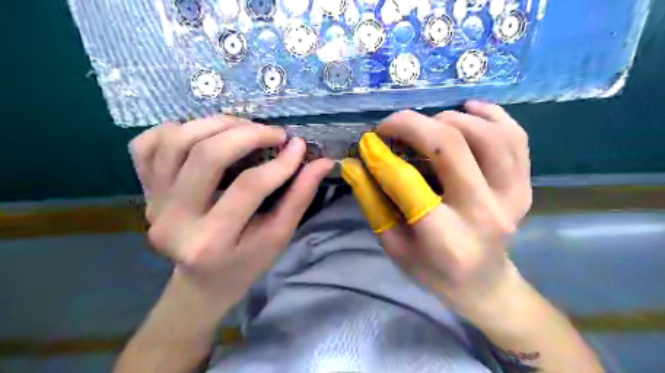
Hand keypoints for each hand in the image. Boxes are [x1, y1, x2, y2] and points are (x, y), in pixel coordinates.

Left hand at [129, 116, 335, 305]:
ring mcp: (151, 203)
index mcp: (211, 242)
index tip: (299, 146)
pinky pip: (146, 145)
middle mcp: (172, 221)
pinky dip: (177, 129)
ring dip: (216, 124)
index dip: (280, 163)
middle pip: (206, 156)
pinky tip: (204, 135)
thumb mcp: (278, 237)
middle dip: (247, 134)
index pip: (249, 188)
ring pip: (176, 141)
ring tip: (245, 127)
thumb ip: (299, 197)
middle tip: (274, 133)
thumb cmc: (245, 263)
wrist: (201, 281)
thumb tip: (321, 162)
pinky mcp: (142, 192)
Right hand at [340, 100, 533, 316]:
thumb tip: (353, 164)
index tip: (367, 142)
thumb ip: (372, 202)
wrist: (483, 283)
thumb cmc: (432, 270)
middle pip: (451, 146)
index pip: (407, 182)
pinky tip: (468, 110)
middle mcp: (483, 213)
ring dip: (450, 119)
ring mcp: (511, 197)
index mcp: (445, 237)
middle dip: (413, 124)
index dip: (381, 155)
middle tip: (391, 126)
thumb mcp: (393, 245)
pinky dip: (492, 114)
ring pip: (487, 135)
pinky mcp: (524, 186)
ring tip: (427, 124)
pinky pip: (516, 137)